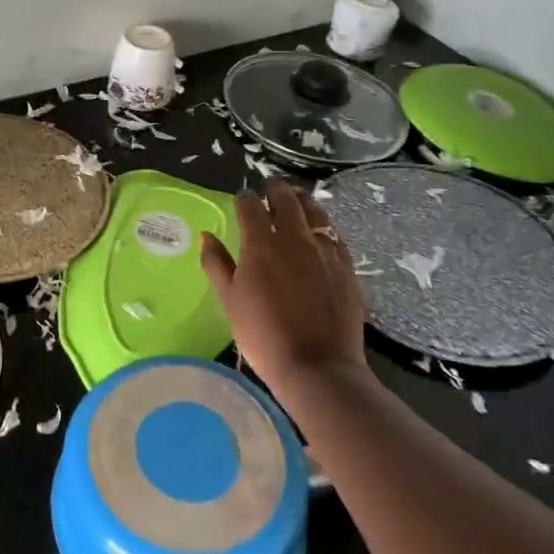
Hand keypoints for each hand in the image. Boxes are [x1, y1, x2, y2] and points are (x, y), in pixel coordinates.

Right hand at [200, 179, 367, 390]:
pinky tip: (320, 231)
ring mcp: (324, 250)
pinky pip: (334, 234)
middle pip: (286, 199)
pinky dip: (323, 225)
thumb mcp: (229, 300)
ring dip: (302, 201)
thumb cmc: (263, 335)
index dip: (244, 198)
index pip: (250, 206)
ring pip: (315, 211)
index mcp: (260, 244)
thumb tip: (207, 236)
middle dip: (275, 190)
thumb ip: (216, 264)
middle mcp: (294, 238)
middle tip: (269, 188)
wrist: (316, 365)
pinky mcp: (346, 265)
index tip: (241, 199)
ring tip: (296, 199)